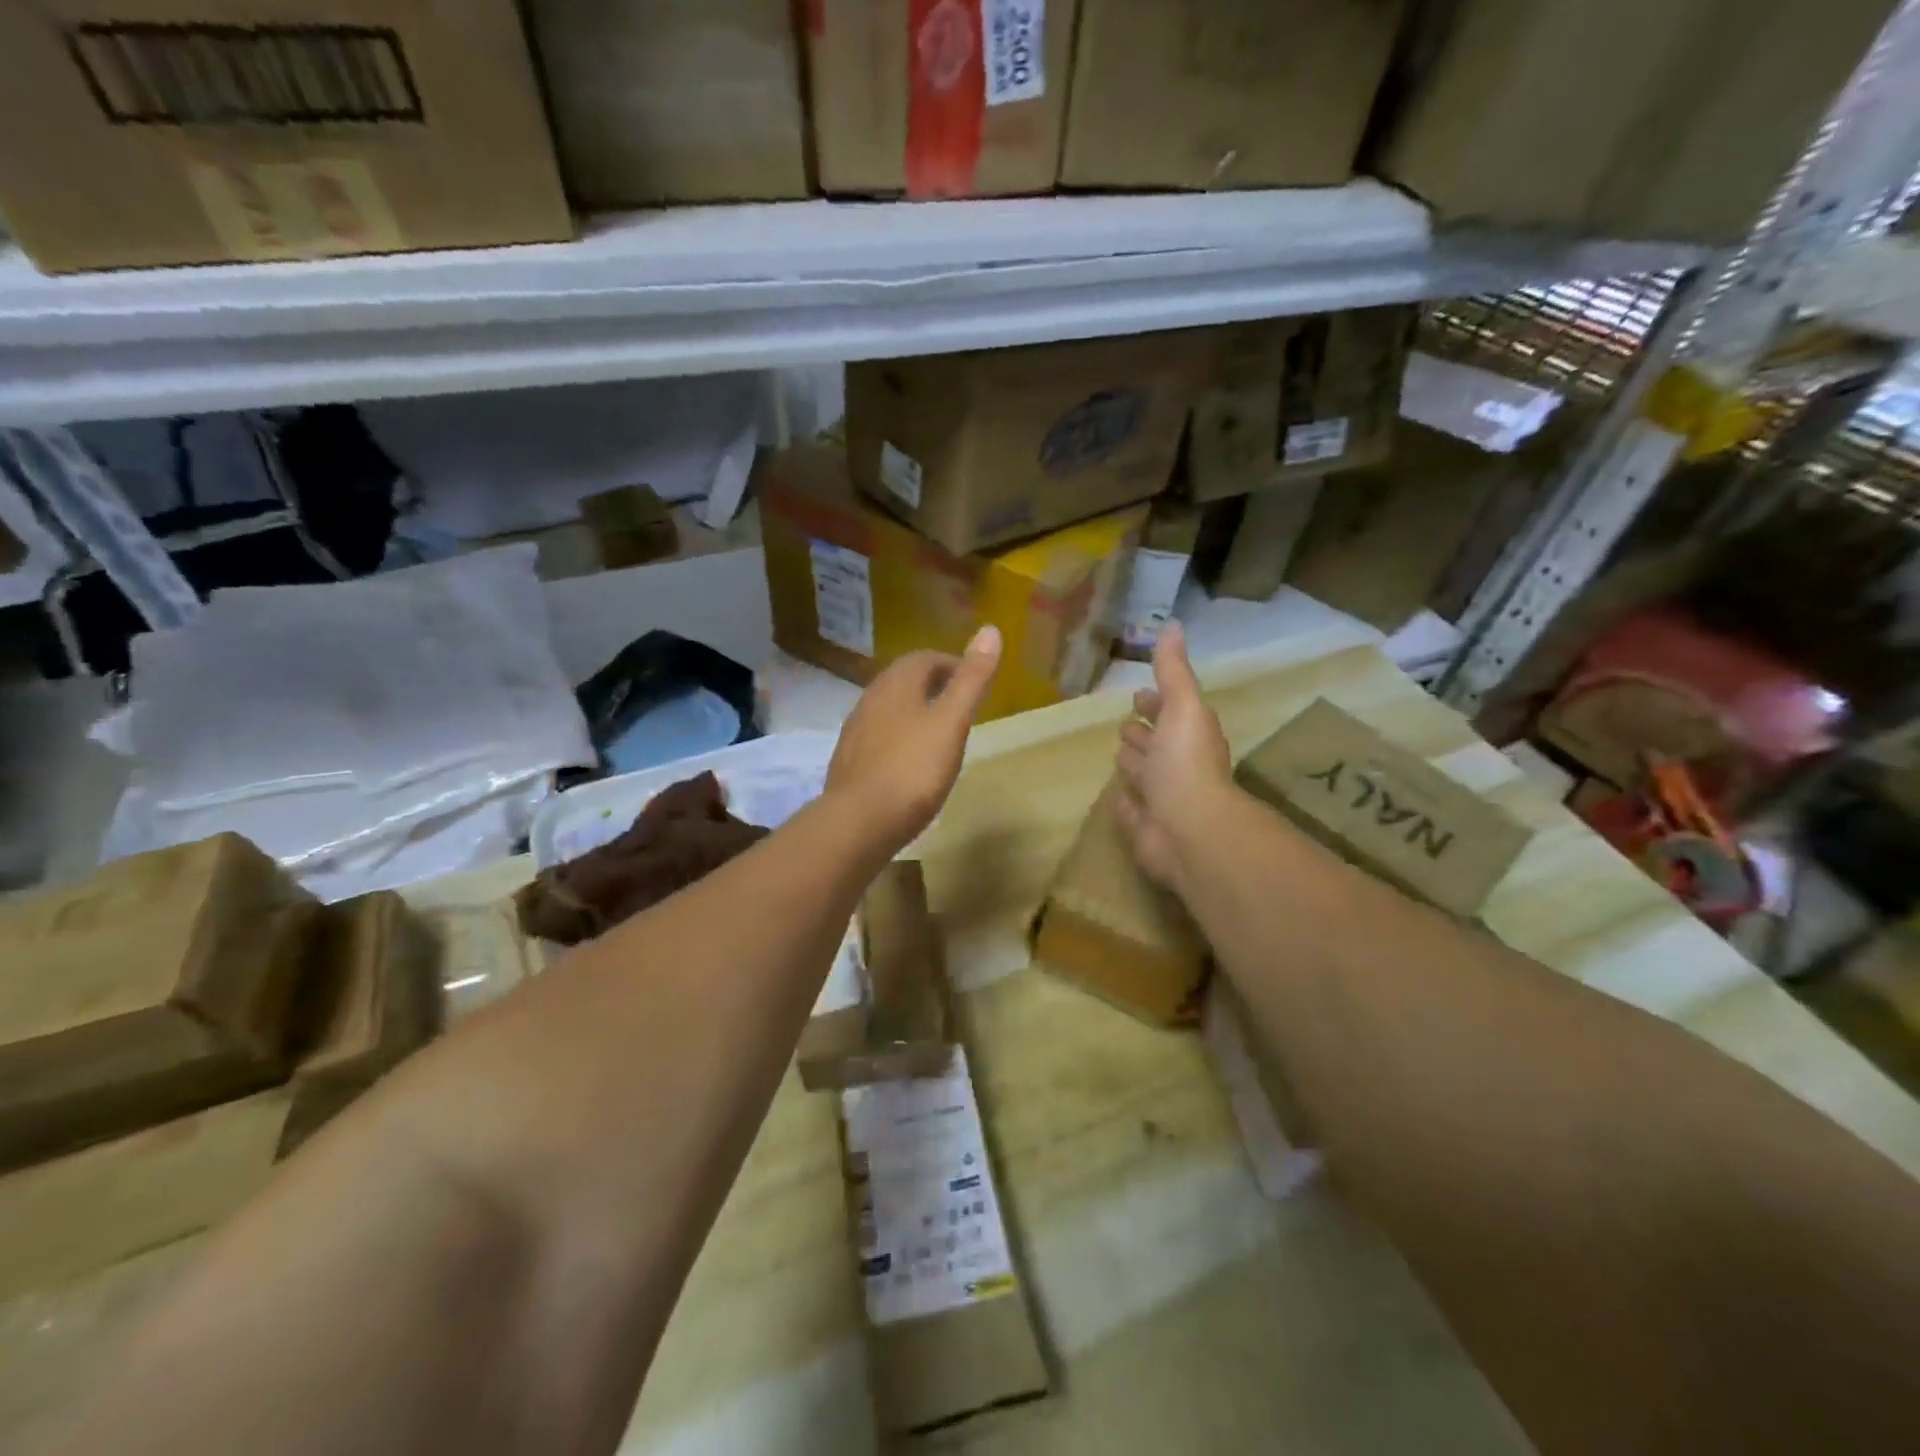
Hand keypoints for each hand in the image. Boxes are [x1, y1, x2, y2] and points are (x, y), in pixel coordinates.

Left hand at [826, 626, 1001, 852]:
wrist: (858, 822)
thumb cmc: (913, 770)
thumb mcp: (952, 722)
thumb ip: (971, 679)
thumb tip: (991, 629)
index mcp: (896, 684)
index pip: (925, 658)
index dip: (953, 664)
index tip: (975, 683)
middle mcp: (870, 698)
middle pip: (904, 680)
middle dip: (933, 685)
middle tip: (961, 705)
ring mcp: (855, 730)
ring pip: (889, 708)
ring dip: (914, 711)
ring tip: (940, 732)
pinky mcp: (849, 760)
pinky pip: (878, 735)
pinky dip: (899, 737)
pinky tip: (910, 762)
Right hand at [1114, 623, 1233, 887]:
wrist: (1188, 828)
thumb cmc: (1186, 762)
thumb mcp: (1182, 706)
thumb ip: (1173, 670)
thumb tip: (1172, 624)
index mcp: (1189, 736)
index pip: (1170, 713)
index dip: (1156, 703)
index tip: (1139, 693)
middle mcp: (1178, 766)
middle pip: (1156, 745)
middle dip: (1143, 733)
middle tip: (1124, 725)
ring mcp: (1162, 800)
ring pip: (1144, 776)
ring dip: (1134, 765)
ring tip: (1118, 754)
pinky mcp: (1145, 828)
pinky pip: (1132, 811)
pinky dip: (1125, 803)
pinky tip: (1114, 796)